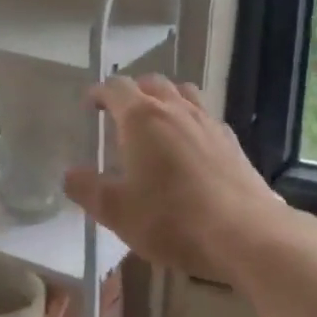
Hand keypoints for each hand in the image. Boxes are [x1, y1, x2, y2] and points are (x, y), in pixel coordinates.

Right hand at [64, 75, 286, 279]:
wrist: (245, 234)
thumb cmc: (172, 219)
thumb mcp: (117, 211)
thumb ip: (88, 189)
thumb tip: (70, 174)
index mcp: (141, 117)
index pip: (116, 88)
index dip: (100, 93)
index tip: (90, 105)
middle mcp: (175, 109)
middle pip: (151, 83)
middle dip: (132, 92)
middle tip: (120, 113)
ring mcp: (208, 122)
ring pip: (183, 93)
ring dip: (165, 99)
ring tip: (156, 121)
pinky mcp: (232, 141)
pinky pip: (205, 116)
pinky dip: (190, 120)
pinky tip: (190, 145)